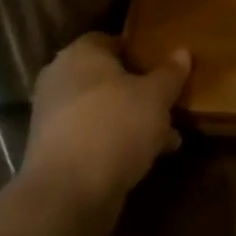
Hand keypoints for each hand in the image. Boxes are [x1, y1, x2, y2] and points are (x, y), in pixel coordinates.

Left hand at [20, 33, 190, 233]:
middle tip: (169, 102)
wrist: (68, 195)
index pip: (112, 40)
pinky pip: (94, 136)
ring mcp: (53, 118)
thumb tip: (182, 52)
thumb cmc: (115, 127)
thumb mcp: (156, 96)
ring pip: (103, 110)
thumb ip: (170, 73)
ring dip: (133, 120)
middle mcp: (61, 80)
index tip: (165, 67)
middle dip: (140, 91)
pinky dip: (117, 142)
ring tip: (169, 136)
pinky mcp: (54, 152)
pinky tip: (148, 157)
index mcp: (80, 54)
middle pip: (108, 78)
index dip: (140, 51)